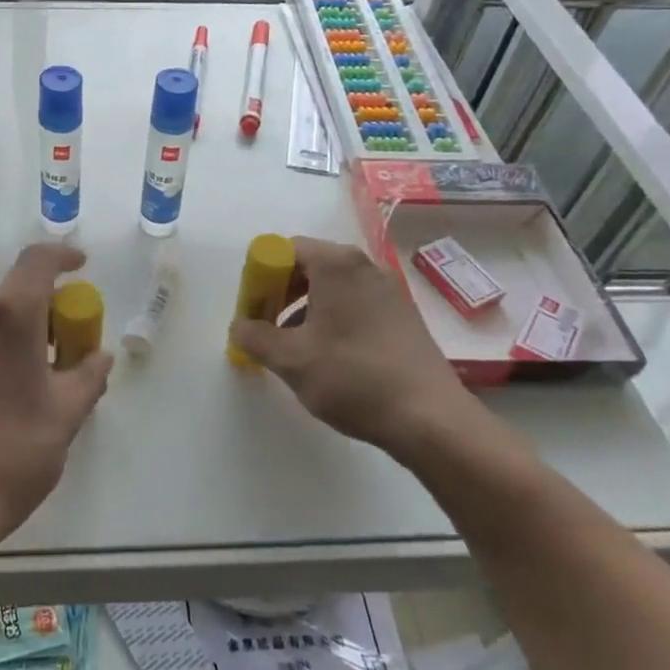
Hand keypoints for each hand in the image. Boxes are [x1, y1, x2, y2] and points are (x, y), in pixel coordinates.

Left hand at [0, 243, 114, 548]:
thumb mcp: (66, 415)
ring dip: (19, 326)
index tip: (82, 268)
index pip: (39, 260)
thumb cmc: (12, 453)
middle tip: (67, 342)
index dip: (64, 256)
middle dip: (46, 306)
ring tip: (36, 371)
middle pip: (16, 290)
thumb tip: (99, 355)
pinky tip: (3, 385)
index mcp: (9, 314)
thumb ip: (88, 374)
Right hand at [229, 236, 470, 449]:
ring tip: (293, 347)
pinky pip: (354, 304)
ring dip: (303, 309)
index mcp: (336, 264)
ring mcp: (388, 290)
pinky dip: (331, 319)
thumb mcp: (290, 359)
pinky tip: (327, 357)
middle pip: (308, 265)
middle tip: (266, 328)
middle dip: (280, 293)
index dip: (260, 277)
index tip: (252, 311)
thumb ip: (255, 336)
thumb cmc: (353, 377)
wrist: (430, 418)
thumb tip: (239, 326)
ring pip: (331, 287)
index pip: (284, 250)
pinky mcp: (402, 315)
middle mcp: (364, 267)